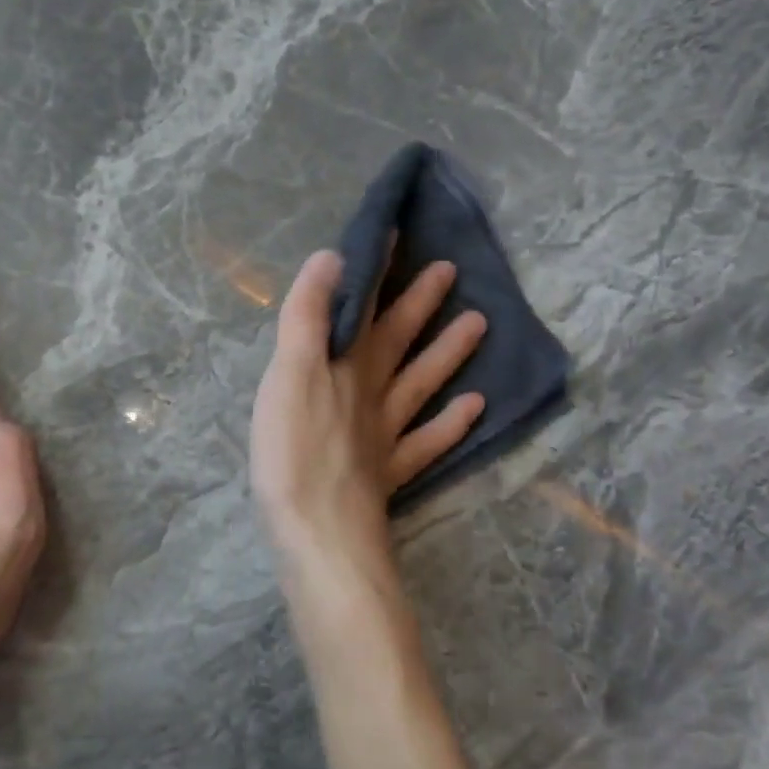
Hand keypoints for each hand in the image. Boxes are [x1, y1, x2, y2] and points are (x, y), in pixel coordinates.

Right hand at [251, 247, 486, 581]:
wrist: (320, 536)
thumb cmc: (295, 452)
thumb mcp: (289, 375)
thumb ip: (308, 318)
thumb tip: (333, 257)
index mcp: (346, 366)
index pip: (365, 306)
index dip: (378, 270)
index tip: (399, 233)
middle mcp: (372, 394)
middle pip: (400, 341)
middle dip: (419, 304)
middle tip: (450, 270)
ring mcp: (386, 437)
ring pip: (421, 386)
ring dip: (448, 354)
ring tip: (479, 325)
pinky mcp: (388, 477)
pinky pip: (427, 443)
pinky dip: (450, 425)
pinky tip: (474, 410)